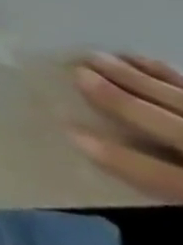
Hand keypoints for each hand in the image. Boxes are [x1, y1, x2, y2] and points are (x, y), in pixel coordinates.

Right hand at [70, 53, 182, 200]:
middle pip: (174, 128)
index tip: (72, 134)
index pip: (165, 176)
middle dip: (124, 100)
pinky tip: (146, 61)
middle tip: (78, 72)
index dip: (120, 159)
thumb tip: (116, 164)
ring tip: (98, 57)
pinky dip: (172, 75)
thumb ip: (177, 188)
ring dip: (140, 78)